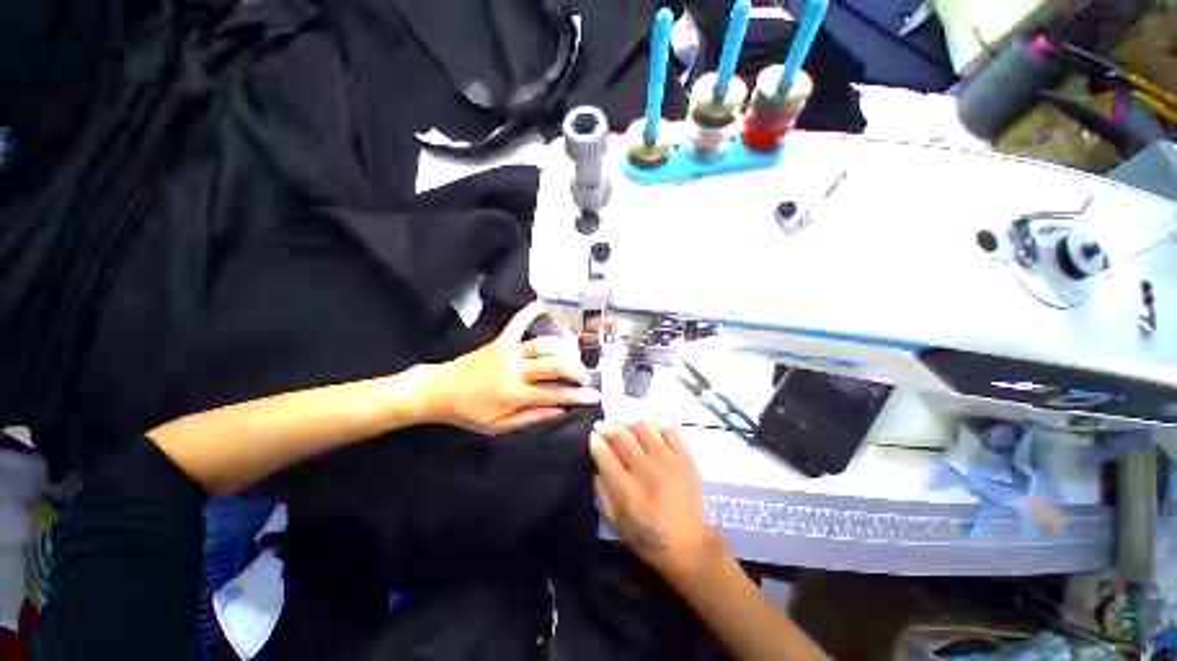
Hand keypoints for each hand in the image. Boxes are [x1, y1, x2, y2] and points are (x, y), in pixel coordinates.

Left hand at [427, 301, 599, 434]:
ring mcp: (508, 352)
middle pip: (555, 366)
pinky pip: (516, 324)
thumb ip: (532, 417)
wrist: (440, 391)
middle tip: (585, 377)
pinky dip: (527, 313)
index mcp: (515, 395)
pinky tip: (539, 304)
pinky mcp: (500, 342)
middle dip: (576, 370)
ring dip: (562, 349)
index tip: (595, 395)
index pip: (555, 395)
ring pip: (543, 345)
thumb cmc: (469, 412)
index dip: (578, 396)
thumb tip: (560, 411)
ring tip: (572, 356)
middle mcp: (516, 371)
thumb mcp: (500, 426)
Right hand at [590, 422, 723, 581]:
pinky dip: (656, 426)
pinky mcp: (686, 458)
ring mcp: (670, 462)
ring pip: (644, 428)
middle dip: (607, 427)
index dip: (596, 441)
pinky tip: (649, 432)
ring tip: (624, 428)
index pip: (606, 456)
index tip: (592, 436)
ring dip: (629, 424)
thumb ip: (602, 491)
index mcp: (629, 494)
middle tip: (601, 426)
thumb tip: (598, 463)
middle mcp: (648, 473)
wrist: (690, 546)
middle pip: (622, 437)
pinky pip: (669, 429)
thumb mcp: (615, 522)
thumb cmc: (648, 538)